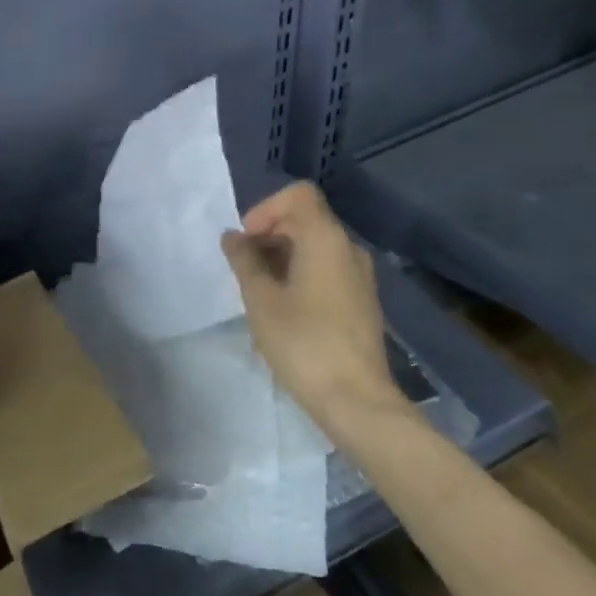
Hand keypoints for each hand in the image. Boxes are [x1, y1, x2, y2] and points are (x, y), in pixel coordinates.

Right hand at [219, 181, 407, 427]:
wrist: (356, 400)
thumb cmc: (303, 343)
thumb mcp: (260, 299)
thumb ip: (244, 260)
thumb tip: (233, 237)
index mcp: (325, 239)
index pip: (298, 195)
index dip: (266, 209)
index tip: (248, 241)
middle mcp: (348, 248)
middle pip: (305, 218)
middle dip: (269, 234)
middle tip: (245, 269)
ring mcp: (360, 275)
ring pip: (315, 245)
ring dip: (282, 256)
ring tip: (261, 291)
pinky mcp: (362, 300)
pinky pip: (327, 268)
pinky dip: (301, 273)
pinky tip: (285, 308)